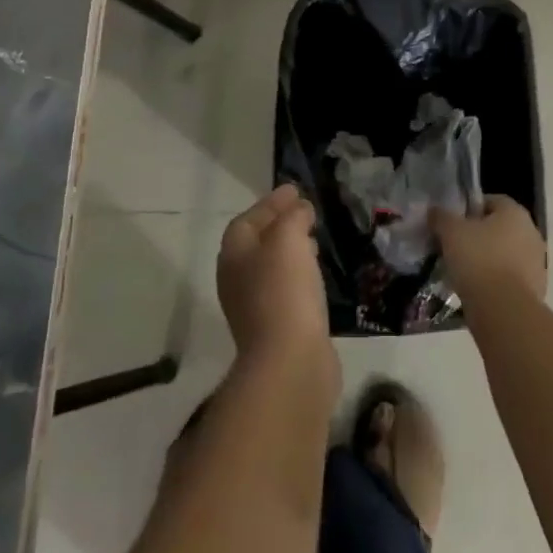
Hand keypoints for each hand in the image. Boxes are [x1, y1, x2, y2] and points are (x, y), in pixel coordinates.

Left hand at [218, 185, 332, 371]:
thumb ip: (292, 217)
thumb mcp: (289, 239)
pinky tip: (317, 277)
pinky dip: (299, 276)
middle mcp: (237, 279)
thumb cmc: (284, 291)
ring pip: (272, 268)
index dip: (271, 203)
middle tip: (305, 213)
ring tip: (315, 241)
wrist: (290, 362)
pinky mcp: (275, 329)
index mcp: (234, 254)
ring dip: (290, 251)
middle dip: (279, 225)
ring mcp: (254, 307)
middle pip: (256, 243)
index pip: (248, 219)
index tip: (295, 190)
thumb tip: (299, 209)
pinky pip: (286, 291)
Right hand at [433, 194, 546, 309]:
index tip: (452, 222)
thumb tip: (436, 211)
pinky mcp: (535, 289)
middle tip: (455, 246)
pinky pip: (509, 277)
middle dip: (478, 235)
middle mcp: (531, 233)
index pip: (491, 201)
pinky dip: (495, 280)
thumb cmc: (478, 259)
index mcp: (515, 213)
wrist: (503, 310)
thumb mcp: (451, 232)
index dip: (469, 208)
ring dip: (487, 259)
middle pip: (499, 228)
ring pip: (505, 253)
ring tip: (462, 270)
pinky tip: (476, 289)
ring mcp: (536, 263)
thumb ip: (442, 216)